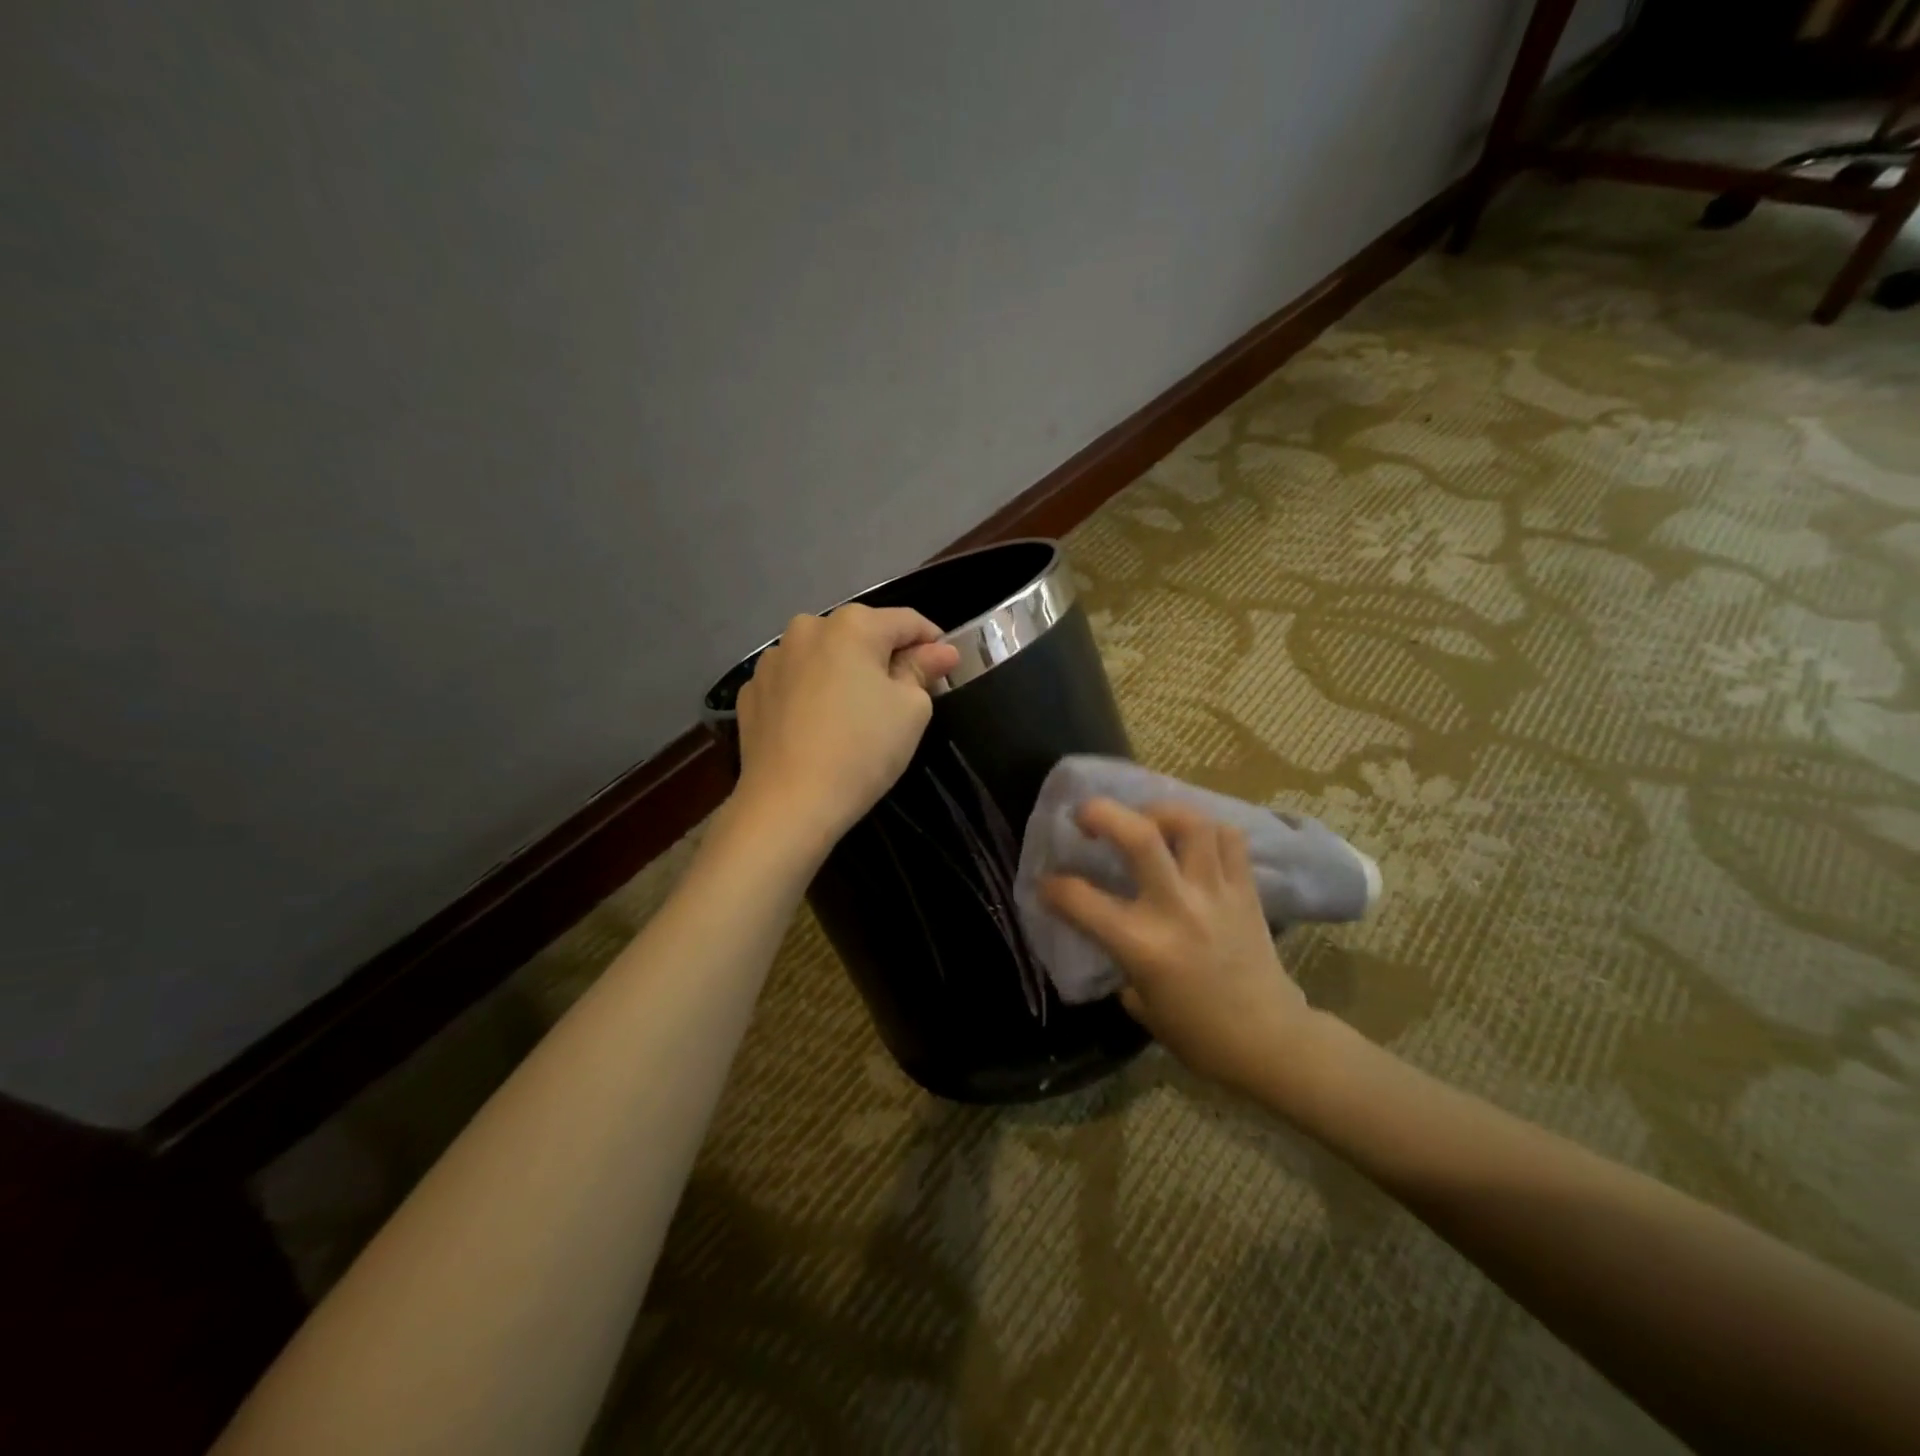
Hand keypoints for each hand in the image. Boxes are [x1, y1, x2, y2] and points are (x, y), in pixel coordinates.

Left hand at [733, 604, 960, 852]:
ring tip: (853, 715)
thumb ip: (923, 670)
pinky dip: (810, 695)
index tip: (945, 668)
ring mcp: (771, 660)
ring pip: (823, 657)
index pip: (907, 621)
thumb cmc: (863, 750)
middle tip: (901, 698)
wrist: (789, 803)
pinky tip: (817, 728)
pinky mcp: (751, 692)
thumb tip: (940, 651)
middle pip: (860, 635)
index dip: (932, 642)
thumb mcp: (912, 710)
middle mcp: (806, 629)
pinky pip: (793, 683)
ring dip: (843, 674)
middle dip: (884, 658)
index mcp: (852, 624)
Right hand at [1041, 799, 1319, 1094]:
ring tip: (1147, 820)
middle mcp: (1177, 909)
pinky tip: (1192, 842)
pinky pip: (1230, 839)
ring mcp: (1215, 894)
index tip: (1046, 883)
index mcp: (1142, 946)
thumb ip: (1121, 963)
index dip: (1054, 887)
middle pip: (1140, 837)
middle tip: (1087, 814)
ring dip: (1161, 812)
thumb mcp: (1142, 1004)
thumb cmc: (1198, 1034)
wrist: (1270, 1042)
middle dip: (1103, 813)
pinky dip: (1208, 831)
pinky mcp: (1246, 891)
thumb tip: (1110, 938)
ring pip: (1192, 824)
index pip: (1081, 900)